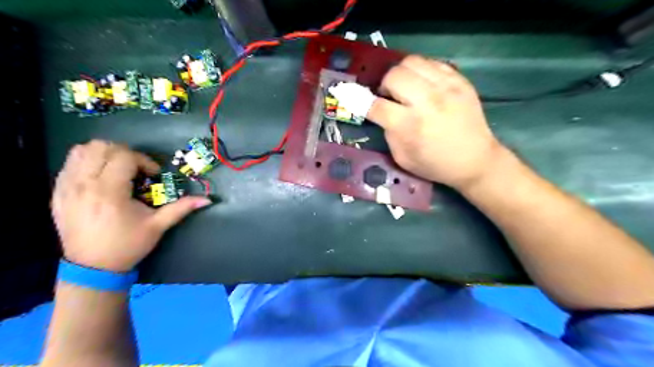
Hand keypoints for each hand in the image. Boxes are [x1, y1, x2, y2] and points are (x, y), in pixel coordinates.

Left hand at [54, 140, 211, 272]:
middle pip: (101, 147)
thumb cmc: (128, 244)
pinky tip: (101, 177)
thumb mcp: (158, 226)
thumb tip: (207, 200)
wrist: (92, 267)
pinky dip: (88, 162)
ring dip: (104, 154)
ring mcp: (66, 187)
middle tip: (137, 169)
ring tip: (118, 170)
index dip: (144, 160)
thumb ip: (182, 208)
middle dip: (125, 153)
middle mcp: (84, 184)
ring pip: (81, 150)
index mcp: (109, 192)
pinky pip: (69, 163)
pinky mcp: (57, 193)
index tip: (153, 175)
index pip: (124, 156)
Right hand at [367, 58, 503, 188]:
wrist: (475, 160)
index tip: (351, 96)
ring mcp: (446, 87)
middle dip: (384, 85)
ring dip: (401, 74)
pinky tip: (423, 85)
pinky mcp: (460, 81)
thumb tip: (380, 111)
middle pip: (393, 75)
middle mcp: (427, 101)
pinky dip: (421, 71)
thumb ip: (388, 132)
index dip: (359, 100)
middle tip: (389, 97)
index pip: (376, 105)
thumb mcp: (402, 158)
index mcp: (410, 126)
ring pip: (411, 61)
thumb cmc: (435, 164)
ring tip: (406, 88)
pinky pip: (432, 62)